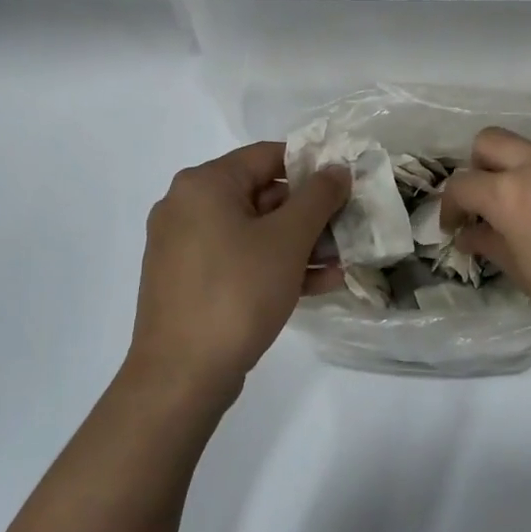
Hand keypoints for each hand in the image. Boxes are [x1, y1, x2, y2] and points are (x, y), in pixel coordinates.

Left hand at [124, 142, 349, 403]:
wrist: (181, 375)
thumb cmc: (237, 293)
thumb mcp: (287, 240)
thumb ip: (318, 197)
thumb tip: (336, 169)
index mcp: (204, 184)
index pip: (267, 156)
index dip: (312, 166)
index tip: (347, 184)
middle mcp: (187, 206)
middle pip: (261, 194)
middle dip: (309, 214)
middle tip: (349, 228)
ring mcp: (184, 246)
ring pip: (253, 232)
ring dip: (299, 244)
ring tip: (342, 261)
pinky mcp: (189, 281)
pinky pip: (239, 259)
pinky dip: (274, 266)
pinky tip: (319, 284)